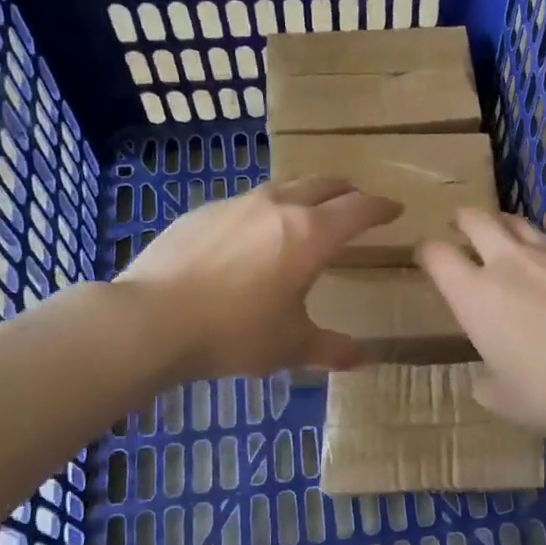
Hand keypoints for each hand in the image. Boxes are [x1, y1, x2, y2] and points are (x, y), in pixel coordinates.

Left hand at [114, 177, 401, 382]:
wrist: (151, 320)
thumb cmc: (235, 333)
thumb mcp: (291, 346)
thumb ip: (331, 349)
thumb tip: (362, 360)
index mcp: (311, 234)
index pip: (358, 209)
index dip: (381, 208)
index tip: (394, 210)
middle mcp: (278, 207)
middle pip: (323, 184)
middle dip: (346, 192)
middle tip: (356, 204)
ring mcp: (236, 204)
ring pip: (283, 187)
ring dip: (304, 196)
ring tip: (306, 216)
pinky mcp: (202, 212)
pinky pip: (246, 203)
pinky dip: (265, 212)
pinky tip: (252, 238)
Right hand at [417, 210, 545, 437]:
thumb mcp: (507, 402)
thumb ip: (487, 385)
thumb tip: (485, 378)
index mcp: (476, 297)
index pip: (438, 258)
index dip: (427, 252)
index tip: (427, 256)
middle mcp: (509, 264)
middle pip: (477, 223)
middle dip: (464, 220)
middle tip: (460, 224)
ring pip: (521, 222)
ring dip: (505, 221)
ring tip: (502, 225)